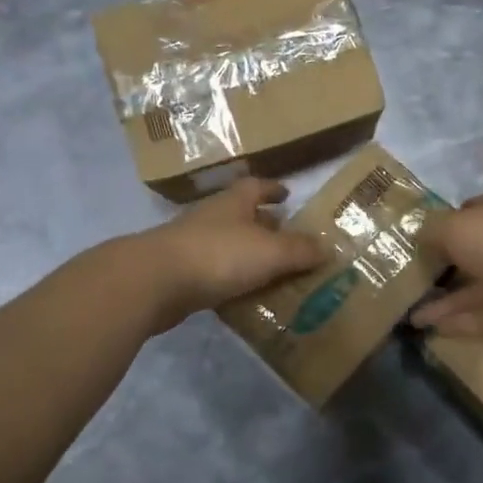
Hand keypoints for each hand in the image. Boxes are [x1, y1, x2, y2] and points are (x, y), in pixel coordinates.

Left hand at [139, 178, 325, 329]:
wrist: (154, 282)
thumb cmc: (218, 255)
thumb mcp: (270, 252)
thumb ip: (300, 250)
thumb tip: (328, 247)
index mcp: (234, 203)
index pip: (256, 186)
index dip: (273, 189)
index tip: (288, 195)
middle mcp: (212, 218)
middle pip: (241, 215)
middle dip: (263, 224)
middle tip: (287, 238)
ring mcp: (191, 245)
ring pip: (227, 245)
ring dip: (247, 254)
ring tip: (272, 270)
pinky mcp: (179, 274)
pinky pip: (214, 273)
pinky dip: (230, 280)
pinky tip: (244, 296)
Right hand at [409, 193, 482, 342]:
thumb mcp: (456, 227)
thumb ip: (431, 230)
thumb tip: (415, 234)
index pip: (465, 214)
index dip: (440, 225)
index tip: (413, 241)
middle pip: (466, 256)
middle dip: (438, 268)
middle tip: (403, 283)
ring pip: (471, 291)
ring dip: (442, 303)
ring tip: (408, 316)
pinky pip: (482, 318)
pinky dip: (458, 324)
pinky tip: (431, 331)